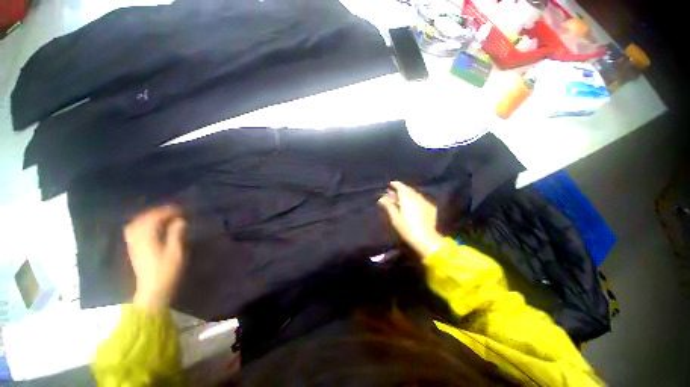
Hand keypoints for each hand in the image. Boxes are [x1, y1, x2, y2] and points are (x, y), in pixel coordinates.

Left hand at [124, 205, 187, 311]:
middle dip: (157, 212)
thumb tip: (180, 220)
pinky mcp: (134, 250)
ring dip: (149, 217)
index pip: (154, 218)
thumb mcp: (177, 252)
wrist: (153, 290)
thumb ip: (177, 234)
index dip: (167, 212)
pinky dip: (142, 224)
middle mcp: (137, 239)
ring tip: (162, 217)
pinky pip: (134, 231)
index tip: (181, 210)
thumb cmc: (167, 271)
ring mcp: (133, 244)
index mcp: (148, 238)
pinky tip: (151, 227)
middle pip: (143, 219)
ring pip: (136, 224)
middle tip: (172, 211)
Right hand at [378, 181, 444, 259]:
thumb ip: (388, 205)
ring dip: (407, 194)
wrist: (426, 239)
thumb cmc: (407, 228)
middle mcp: (416, 196)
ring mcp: (425, 201)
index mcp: (407, 197)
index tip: (390, 184)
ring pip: (414, 194)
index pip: (400, 186)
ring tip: (401, 199)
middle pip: (407, 189)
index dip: (395, 184)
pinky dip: (414, 200)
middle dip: (400, 190)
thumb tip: (381, 198)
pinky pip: (420, 200)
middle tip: (393, 193)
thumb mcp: (394, 217)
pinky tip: (412, 205)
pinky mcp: (431, 207)